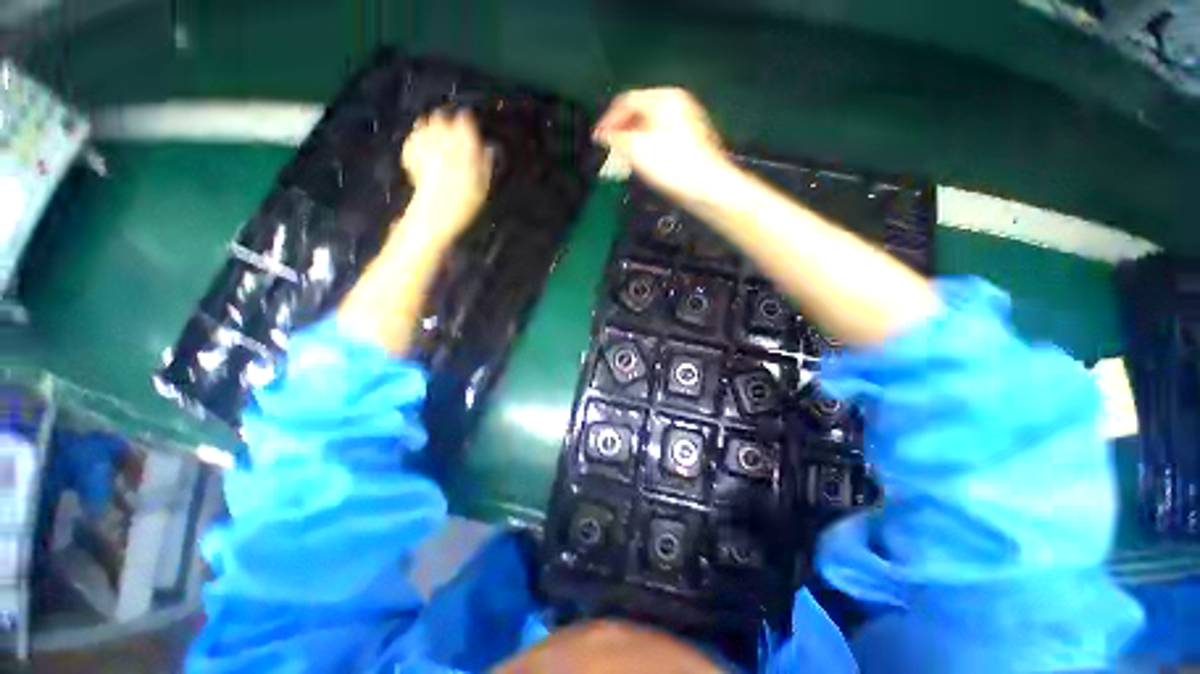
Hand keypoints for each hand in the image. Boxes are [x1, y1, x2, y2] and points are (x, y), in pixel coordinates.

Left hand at [400, 108, 492, 245]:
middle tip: (453, 134)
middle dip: (447, 123)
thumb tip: (488, 149)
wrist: (436, 214)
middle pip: (442, 118)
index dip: (468, 123)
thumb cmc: (464, 202)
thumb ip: (485, 163)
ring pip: (426, 124)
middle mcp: (442, 138)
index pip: (465, 120)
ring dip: (432, 128)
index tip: (470, 127)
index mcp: (464, 144)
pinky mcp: (410, 152)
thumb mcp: (483, 185)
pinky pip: (414, 138)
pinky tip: (424, 150)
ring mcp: (424, 144)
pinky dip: (418, 140)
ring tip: (438, 139)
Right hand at [593, 88, 728, 200]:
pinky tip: (645, 164)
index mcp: (664, 99)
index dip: (608, 120)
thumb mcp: (638, 149)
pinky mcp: (689, 142)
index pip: (626, 101)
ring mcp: (685, 123)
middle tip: (610, 150)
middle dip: (621, 131)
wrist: (707, 187)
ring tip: (625, 160)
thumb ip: (616, 138)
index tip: (598, 138)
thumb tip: (601, 135)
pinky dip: (647, 148)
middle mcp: (677, 104)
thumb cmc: (674, 166)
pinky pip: (660, 138)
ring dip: (633, 141)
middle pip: (639, 113)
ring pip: (650, 127)